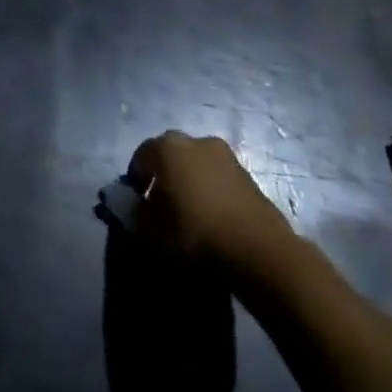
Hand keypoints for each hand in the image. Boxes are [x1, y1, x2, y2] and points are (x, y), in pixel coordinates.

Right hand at [129, 131, 296, 285]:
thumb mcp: (153, 231)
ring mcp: (225, 155)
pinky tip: (213, 216)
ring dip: (190, 181)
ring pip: (196, 164)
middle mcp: (195, 141)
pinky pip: (218, 177)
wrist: (259, 251)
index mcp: (167, 147)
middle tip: (163, 205)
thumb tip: (132, 206)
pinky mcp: (248, 174)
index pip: (141, 156)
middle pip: (170, 155)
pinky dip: (211, 190)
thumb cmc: (196, 233)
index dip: (136, 179)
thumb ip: (135, 214)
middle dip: (164, 175)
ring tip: (191, 212)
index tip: (138, 203)